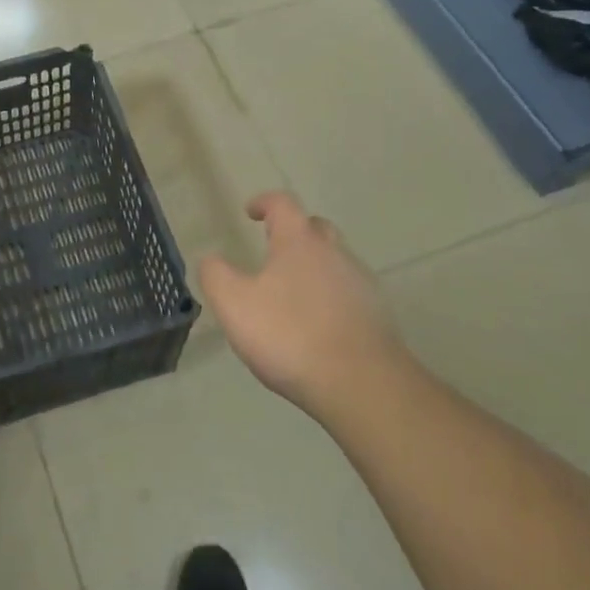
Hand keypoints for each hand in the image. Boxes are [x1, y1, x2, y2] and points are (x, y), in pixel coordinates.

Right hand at [200, 192, 409, 421]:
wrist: (363, 386)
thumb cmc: (291, 335)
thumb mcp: (234, 304)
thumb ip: (216, 275)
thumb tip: (211, 259)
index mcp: (299, 242)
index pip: (283, 204)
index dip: (264, 202)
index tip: (249, 212)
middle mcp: (335, 254)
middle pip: (315, 228)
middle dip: (294, 232)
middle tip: (274, 249)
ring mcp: (361, 285)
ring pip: (335, 262)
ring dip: (314, 267)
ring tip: (292, 293)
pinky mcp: (378, 318)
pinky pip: (349, 294)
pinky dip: (331, 298)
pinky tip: (316, 324)